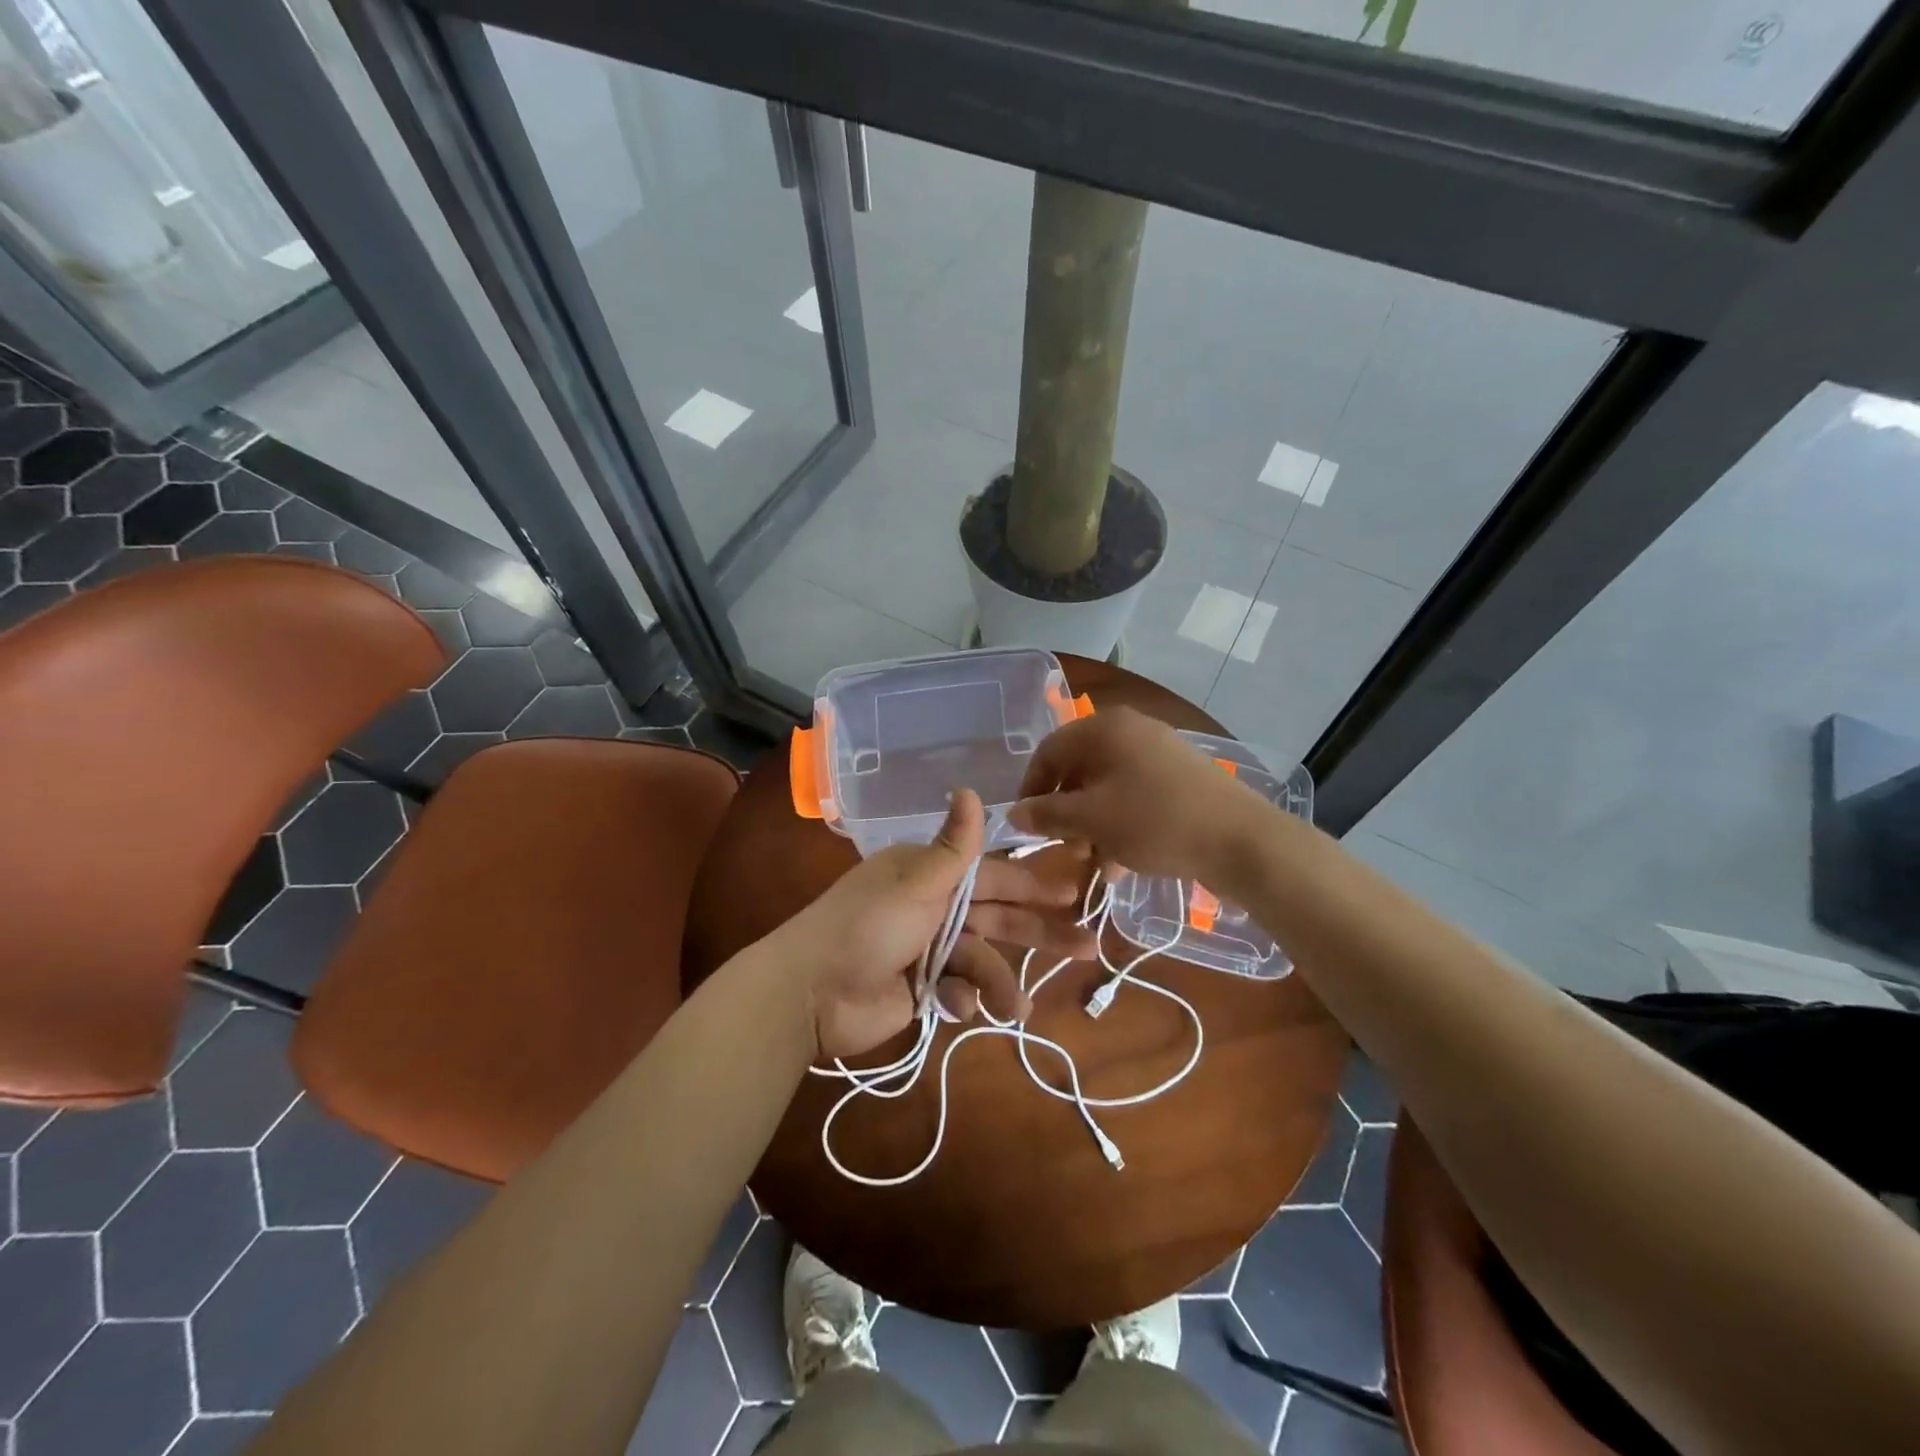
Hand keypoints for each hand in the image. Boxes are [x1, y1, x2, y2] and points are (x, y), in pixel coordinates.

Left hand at [768, 790, 1095, 1061]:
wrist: (811, 991)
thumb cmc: (867, 926)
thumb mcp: (916, 882)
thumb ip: (954, 846)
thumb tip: (970, 788)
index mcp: (930, 875)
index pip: (993, 875)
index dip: (1033, 883)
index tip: (1071, 891)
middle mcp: (932, 907)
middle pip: (996, 918)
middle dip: (1038, 932)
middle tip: (1087, 945)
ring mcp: (926, 950)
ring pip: (980, 960)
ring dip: (999, 983)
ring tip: (1019, 1009)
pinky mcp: (919, 989)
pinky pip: (956, 990)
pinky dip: (960, 999)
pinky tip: (955, 1008)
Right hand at [1009, 707, 1274, 882]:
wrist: (1240, 839)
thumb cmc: (1153, 821)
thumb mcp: (1090, 820)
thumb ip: (1046, 814)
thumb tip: (1014, 813)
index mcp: (1104, 728)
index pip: (1048, 751)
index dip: (1031, 788)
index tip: (1025, 824)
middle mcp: (1130, 729)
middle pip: (1079, 768)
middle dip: (1065, 811)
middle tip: (1062, 845)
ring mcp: (1159, 751)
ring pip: (1108, 786)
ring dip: (1092, 824)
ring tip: (1093, 861)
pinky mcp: (1180, 777)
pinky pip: (1135, 795)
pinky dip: (1121, 823)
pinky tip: (1122, 862)